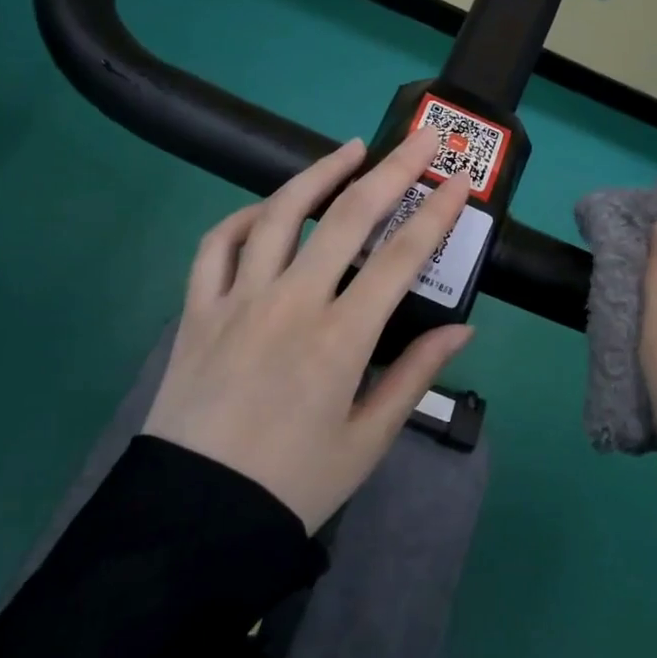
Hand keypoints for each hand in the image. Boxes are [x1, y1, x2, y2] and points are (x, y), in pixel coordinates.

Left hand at [143, 129, 474, 532]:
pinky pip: (216, 246)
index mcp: (340, 340)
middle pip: (348, 218)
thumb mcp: (368, 439)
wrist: (194, 520)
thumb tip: (462, 329)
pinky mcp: (197, 312)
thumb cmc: (294, 485)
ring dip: (318, 174)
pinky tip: (268, 210)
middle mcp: (290, 305)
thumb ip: (414, 375)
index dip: (436, 212)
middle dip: (391, 170)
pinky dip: (243, 218)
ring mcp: (237, 302)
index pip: (401, 257)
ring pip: (279, 216)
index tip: (460, 180)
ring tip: (349, 149)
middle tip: (419, 138)